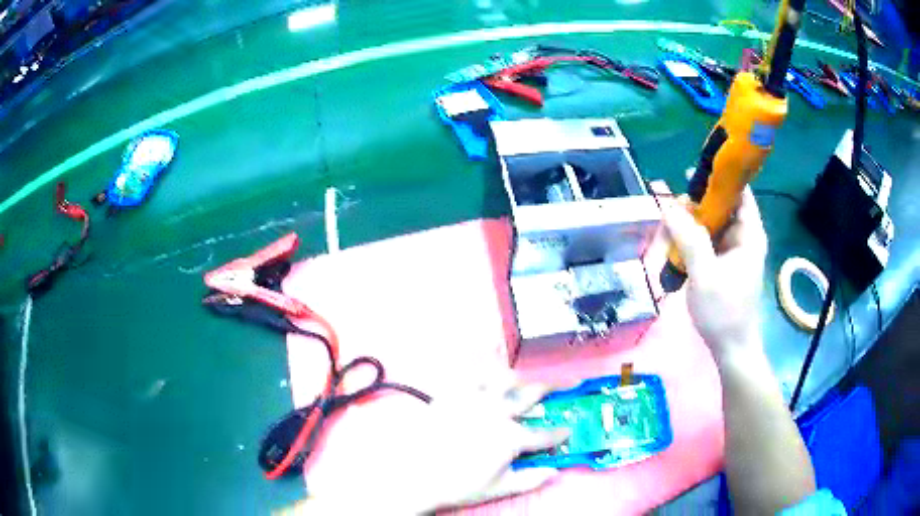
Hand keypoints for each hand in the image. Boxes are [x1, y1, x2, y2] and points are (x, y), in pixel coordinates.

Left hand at [276, 379, 568, 514]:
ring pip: (502, 377)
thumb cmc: (458, 485)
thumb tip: (554, 472)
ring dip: (518, 373)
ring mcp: (473, 400)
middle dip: (550, 389)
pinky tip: (483, 357)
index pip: (544, 434)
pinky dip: (477, 363)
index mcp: (511, 437)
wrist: (415, 476)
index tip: (568, 430)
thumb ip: (530, 479)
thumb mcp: (499, 488)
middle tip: (562, 385)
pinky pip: (466, 372)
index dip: (559, 433)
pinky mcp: (451, 394)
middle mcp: (497, 413)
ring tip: (524, 371)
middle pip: (530, 395)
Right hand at [662, 188, 767, 362]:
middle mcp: (745, 236)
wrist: (731, 348)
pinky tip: (678, 245)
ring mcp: (736, 250)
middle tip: (672, 208)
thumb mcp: (704, 274)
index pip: (739, 191)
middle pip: (724, 205)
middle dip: (698, 203)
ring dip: (693, 222)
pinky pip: (711, 240)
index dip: (719, 178)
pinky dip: (695, 239)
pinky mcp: (727, 263)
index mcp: (749, 234)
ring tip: (670, 227)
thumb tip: (669, 206)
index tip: (691, 175)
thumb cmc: (723, 312)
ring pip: (715, 223)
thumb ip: (689, 238)